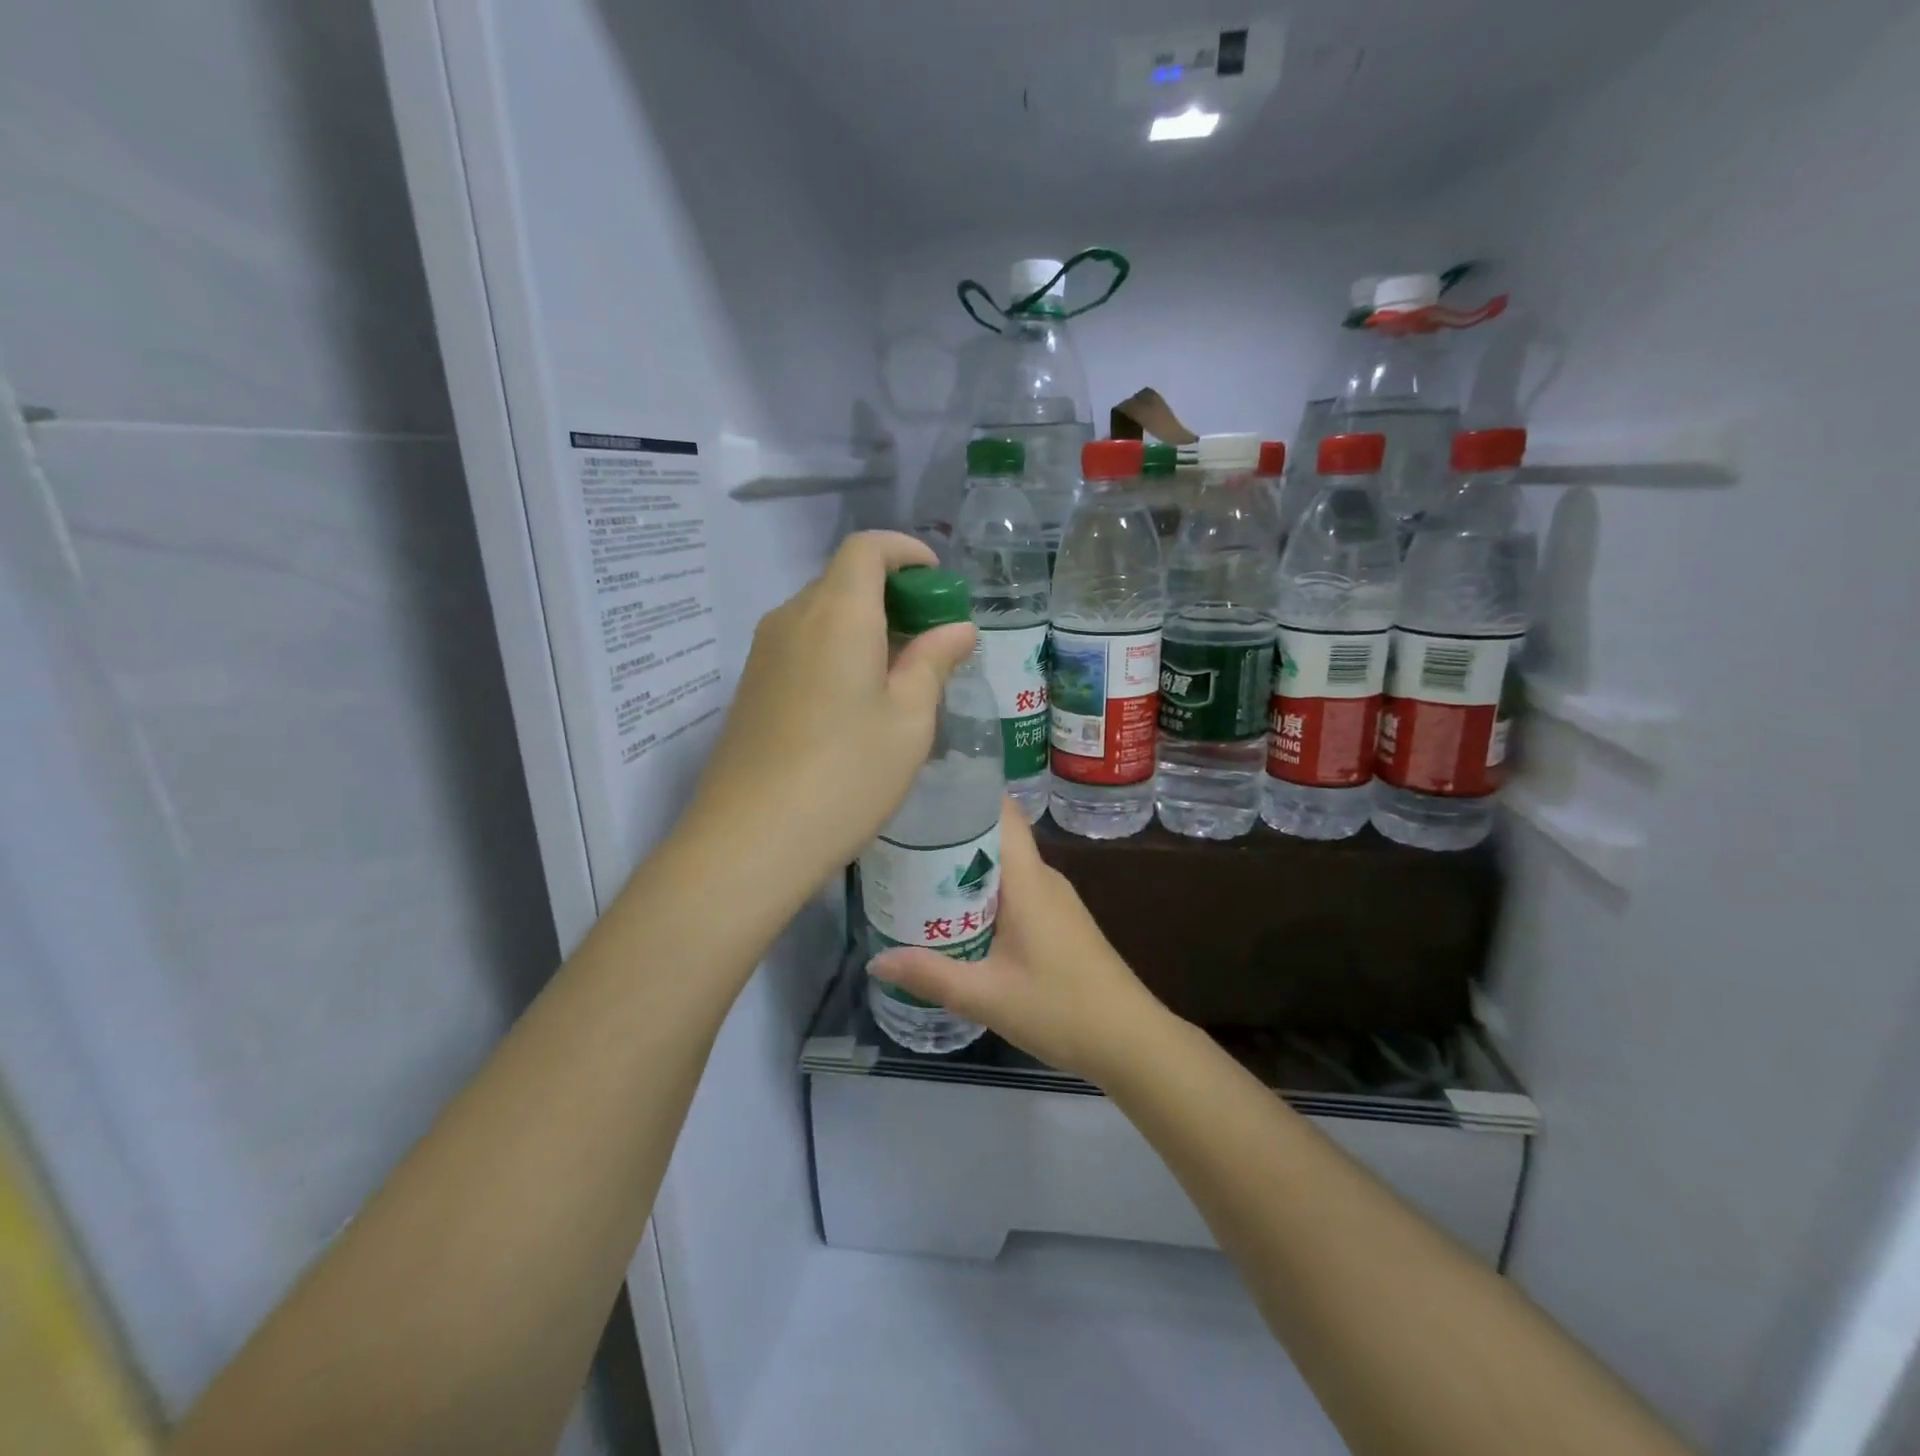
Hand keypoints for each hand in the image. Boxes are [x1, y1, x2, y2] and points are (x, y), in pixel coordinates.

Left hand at [687, 531, 975, 889]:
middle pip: (843, 580)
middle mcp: (793, 618)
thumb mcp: (908, 720)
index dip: (906, 551)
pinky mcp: (751, 687)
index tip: (937, 582)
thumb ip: (933, 663)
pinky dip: (837, 650)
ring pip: (821, 615)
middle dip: (892, 595)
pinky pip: (802, 646)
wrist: (751, 839)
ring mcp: (764, 653)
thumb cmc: (846, 775)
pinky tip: (857, 702)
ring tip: (899, 676)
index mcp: (837, 613)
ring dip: (864, 626)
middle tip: (930, 639)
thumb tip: (957, 629)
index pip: (867, 548)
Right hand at [871, 803, 1169, 1083]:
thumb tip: (876, 961)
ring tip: (917, 878)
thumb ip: (930, 975)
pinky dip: (985, 895)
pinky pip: (1016, 891)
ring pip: (1005, 868)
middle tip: (902, 844)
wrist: (1130, 1041)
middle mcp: (1043, 879)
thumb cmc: (1060, 1008)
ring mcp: (1056, 900)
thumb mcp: (986, 995)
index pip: (1001, 812)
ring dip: (966, 870)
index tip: (923, 795)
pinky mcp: (1060, 922)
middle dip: (951, 837)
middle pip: (995, 838)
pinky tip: (957, 918)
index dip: (966, 794)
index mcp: (1028, 880)